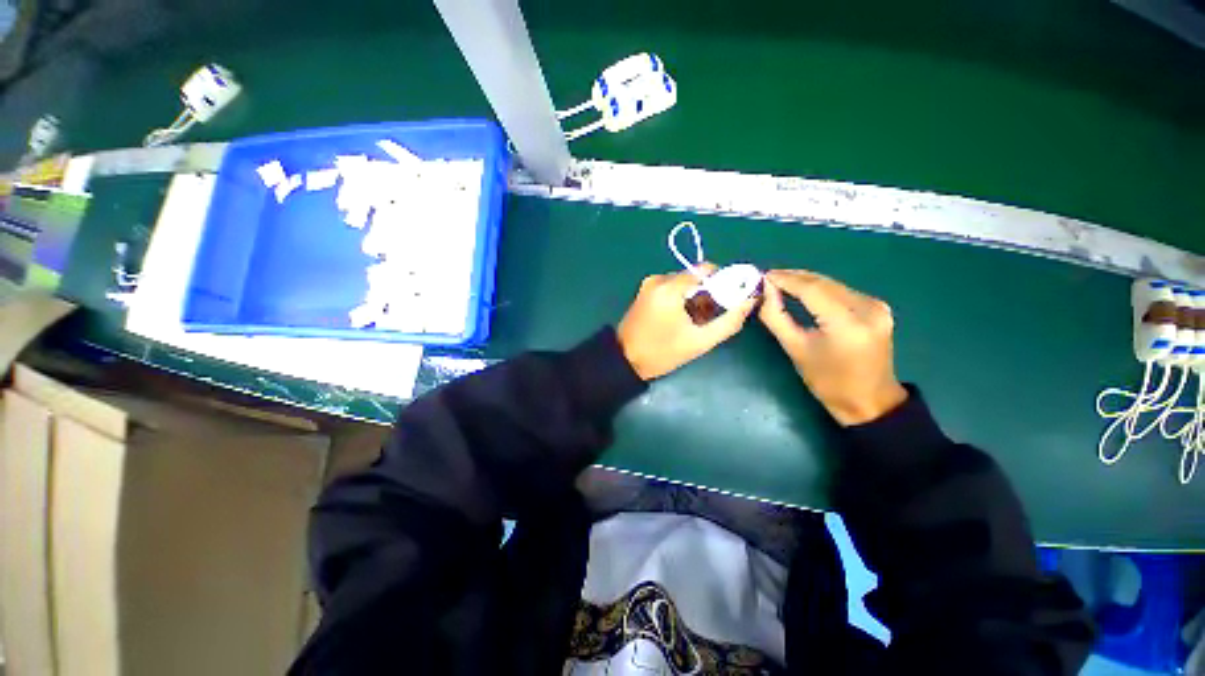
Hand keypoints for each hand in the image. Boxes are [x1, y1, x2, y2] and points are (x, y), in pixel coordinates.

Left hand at [617, 265, 757, 380]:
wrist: (625, 360)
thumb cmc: (662, 353)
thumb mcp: (699, 341)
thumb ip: (729, 321)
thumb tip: (750, 300)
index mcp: (670, 288)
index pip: (706, 270)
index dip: (722, 282)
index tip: (727, 301)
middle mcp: (658, 279)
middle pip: (694, 275)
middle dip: (707, 292)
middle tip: (709, 316)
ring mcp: (648, 284)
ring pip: (683, 281)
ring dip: (694, 296)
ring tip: (694, 320)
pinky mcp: (644, 291)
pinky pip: (670, 287)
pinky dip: (680, 297)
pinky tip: (680, 317)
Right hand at [758, 270, 907, 425]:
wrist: (869, 401)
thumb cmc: (827, 381)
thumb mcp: (795, 349)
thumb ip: (776, 317)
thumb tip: (766, 292)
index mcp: (847, 324)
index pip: (812, 290)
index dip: (786, 280)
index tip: (764, 276)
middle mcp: (867, 308)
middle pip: (824, 283)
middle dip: (794, 277)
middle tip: (769, 277)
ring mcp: (877, 307)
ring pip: (833, 285)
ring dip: (806, 282)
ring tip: (781, 281)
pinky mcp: (878, 308)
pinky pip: (842, 291)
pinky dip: (820, 289)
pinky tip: (804, 290)